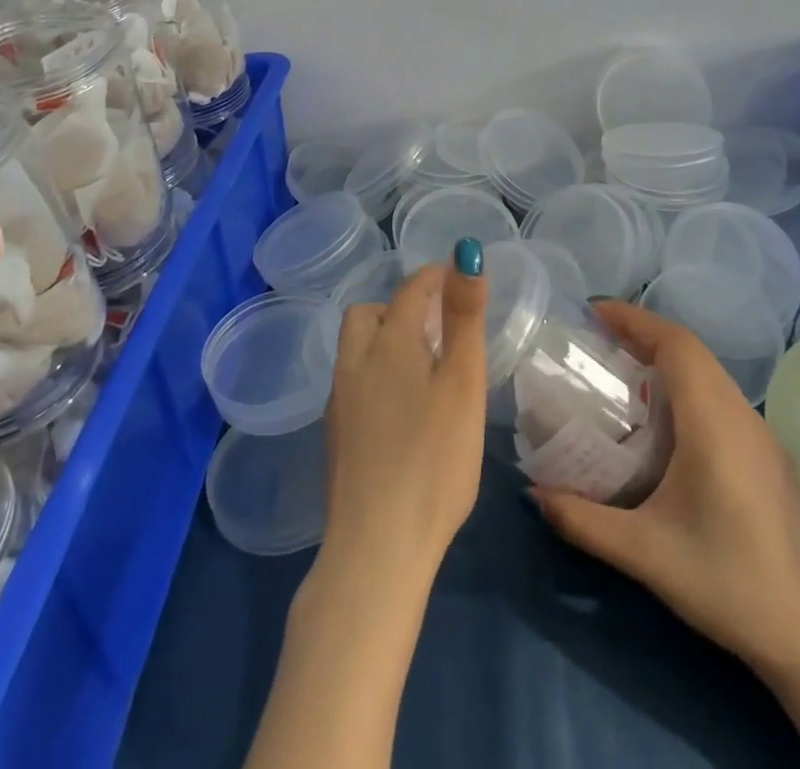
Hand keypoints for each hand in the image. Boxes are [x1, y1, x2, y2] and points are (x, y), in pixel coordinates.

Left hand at [320, 256, 488, 595]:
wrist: (377, 546)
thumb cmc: (433, 459)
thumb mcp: (462, 381)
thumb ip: (463, 316)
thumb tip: (464, 253)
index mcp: (387, 342)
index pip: (409, 290)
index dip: (433, 278)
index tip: (454, 278)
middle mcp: (354, 362)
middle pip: (367, 314)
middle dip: (398, 308)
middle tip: (433, 327)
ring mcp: (338, 401)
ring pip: (354, 349)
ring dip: (382, 341)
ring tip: (418, 365)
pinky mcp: (335, 437)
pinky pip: (352, 382)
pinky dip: (373, 375)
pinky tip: (396, 408)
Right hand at [531, 301, 799, 681]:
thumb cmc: (723, 582)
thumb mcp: (643, 552)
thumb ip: (582, 520)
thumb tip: (532, 494)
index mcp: (715, 425)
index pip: (677, 346)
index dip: (636, 320)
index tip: (595, 312)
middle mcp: (742, 417)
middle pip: (693, 352)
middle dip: (645, 335)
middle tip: (599, 341)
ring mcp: (763, 436)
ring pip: (710, 374)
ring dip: (668, 361)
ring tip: (624, 372)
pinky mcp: (771, 457)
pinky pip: (722, 398)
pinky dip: (688, 386)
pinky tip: (666, 422)